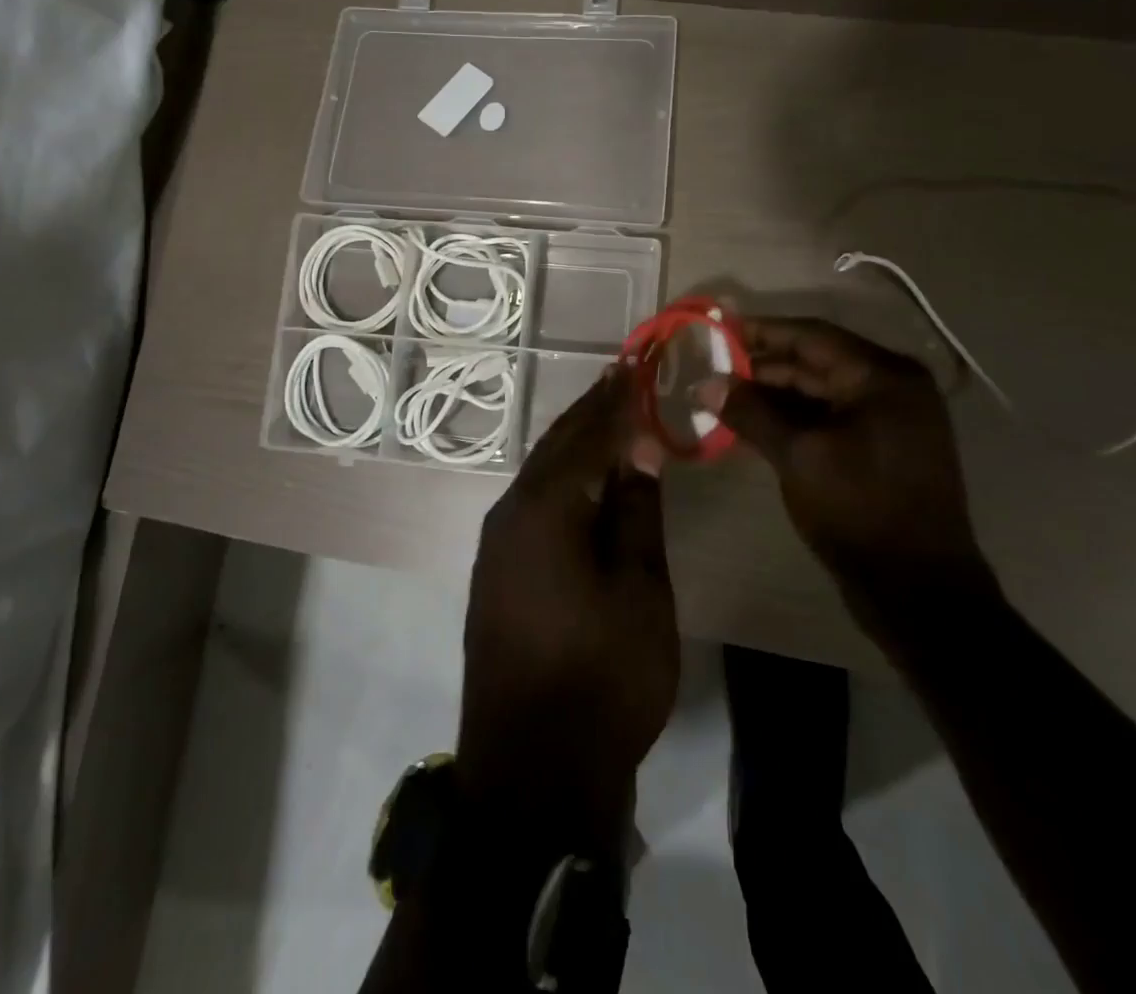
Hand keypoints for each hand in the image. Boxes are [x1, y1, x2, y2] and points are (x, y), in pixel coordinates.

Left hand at [457, 368, 676, 850]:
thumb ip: (635, 511)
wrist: (532, 771)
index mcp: (545, 507)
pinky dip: (561, 479)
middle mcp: (510, 513)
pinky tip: (580, 480)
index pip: (589, 435)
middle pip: (557, 446)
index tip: (639, 365)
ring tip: (606, 416)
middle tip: (622, 377)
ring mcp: (496, 544)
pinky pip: (532, 504)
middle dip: (591, 411)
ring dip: (574, 443)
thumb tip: (637, 449)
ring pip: (541, 474)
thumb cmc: (602, 676)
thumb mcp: (639, 589)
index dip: (618, 400)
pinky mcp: (496, 572)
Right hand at [697, 316, 994, 620]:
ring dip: (774, 395)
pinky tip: (754, 426)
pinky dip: (793, 420)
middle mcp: (892, 389)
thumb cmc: (859, 510)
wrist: (918, 592)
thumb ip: (751, 413)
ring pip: (820, 393)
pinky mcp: (881, 450)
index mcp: (884, 378)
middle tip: (713, 370)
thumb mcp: (798, 456)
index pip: (812, 336)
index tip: (719, 329)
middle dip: (763, 367)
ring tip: (724, 399)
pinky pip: (829, 419)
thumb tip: (705, 384)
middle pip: (816, 363)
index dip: (762, 331)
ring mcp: (890, 421)